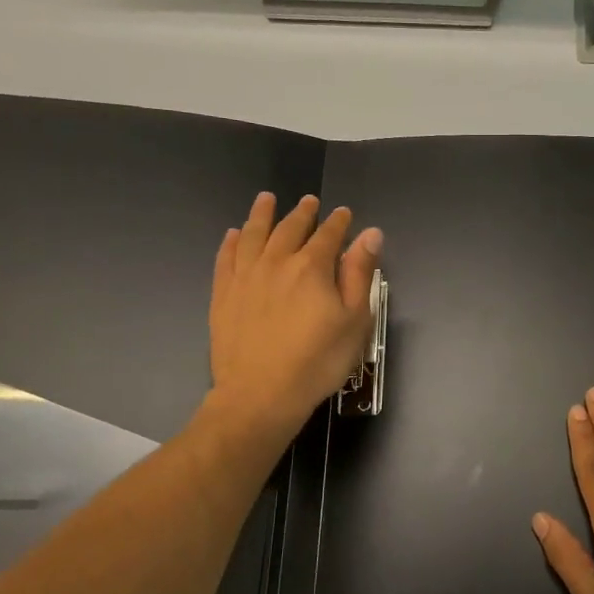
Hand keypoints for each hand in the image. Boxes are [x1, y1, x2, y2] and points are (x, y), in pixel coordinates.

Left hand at [207, 193, 381, 442]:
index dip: (338, 222)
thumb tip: (370, 234)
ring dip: (262, 215)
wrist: (261, 394)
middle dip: (302, 213)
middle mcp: (276, 262)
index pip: (328, 235)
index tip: (343, 213)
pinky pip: (226, 258)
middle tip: (309, 201)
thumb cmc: (318, 361)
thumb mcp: (354, 320)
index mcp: (312, 267)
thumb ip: (359, 274)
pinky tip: (234, 234)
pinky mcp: (223, 295)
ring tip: (266, 199)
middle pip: (290, 229)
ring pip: (253, 235)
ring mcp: (245, 277)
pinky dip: (232, 242)